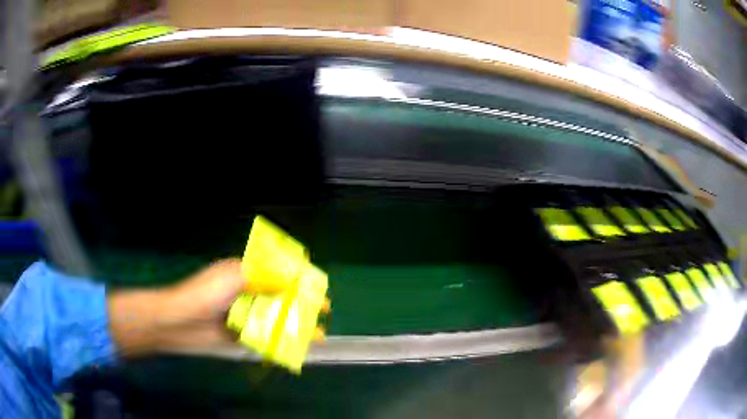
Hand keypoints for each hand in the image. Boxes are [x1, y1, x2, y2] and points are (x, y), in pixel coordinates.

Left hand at [108, 259, 327, 356]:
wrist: (178, 321)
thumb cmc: (204, 294)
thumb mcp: (233, 278)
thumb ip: (263, 278)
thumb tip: (292, 281)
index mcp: (245, 274)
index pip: (277, 273)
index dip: (298, 279)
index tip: (317, 287)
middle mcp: (247, 293)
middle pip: (280, 297)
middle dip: (302, 305)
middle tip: (323, 313)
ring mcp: (245, 316)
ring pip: (275, 319)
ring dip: (295, 326)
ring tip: (318, 335)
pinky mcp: (241, 336)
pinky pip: (265, 338)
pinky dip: (280, 342)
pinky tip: (295, 347)